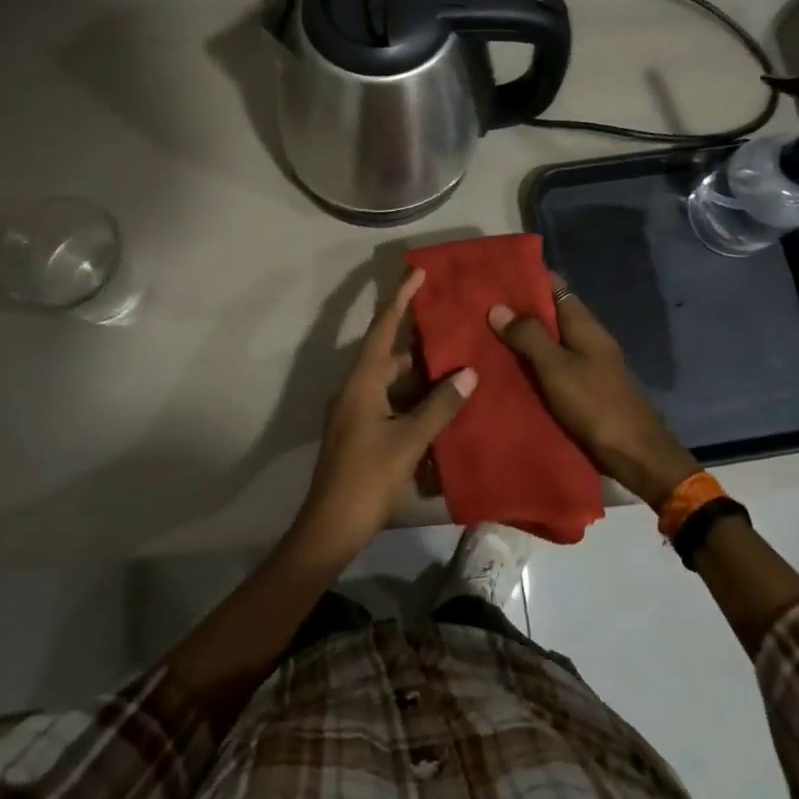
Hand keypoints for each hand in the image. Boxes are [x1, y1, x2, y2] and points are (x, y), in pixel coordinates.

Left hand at [293, 269, 476, 559]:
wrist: (331, 526)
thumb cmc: (368, 478)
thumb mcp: (409, 441)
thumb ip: (439, 406)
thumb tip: (468, 372)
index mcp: (361, 383)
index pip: (383, 329)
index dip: (400, 299)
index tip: (417, 272)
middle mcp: (355, 390)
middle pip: (388, 355)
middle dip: (419, 343)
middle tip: (453, 330)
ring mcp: (354, 412)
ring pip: (391, 382)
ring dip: (419, 376)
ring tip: (455, 368)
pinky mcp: (360, 432)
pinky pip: (389, 403)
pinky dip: (412, 400)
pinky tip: (439, 408)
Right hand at [489, 284, 699, 509]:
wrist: (633, 453)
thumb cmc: (595, 404)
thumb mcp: (556, 367)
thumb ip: (528, 336)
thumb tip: (497, 306)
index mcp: (583, 324)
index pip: (554, 286)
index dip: (527, 276)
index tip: (493, 273)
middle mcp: (585, 337)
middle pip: (549, 312)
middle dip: (517, 308)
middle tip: (477, 305)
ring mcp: (585, 363)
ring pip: (547, 340)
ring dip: (520, 336)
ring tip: (481, 333)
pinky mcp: (580, 387)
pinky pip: (549, 365)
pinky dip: (529, 362)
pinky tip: (503, 367)